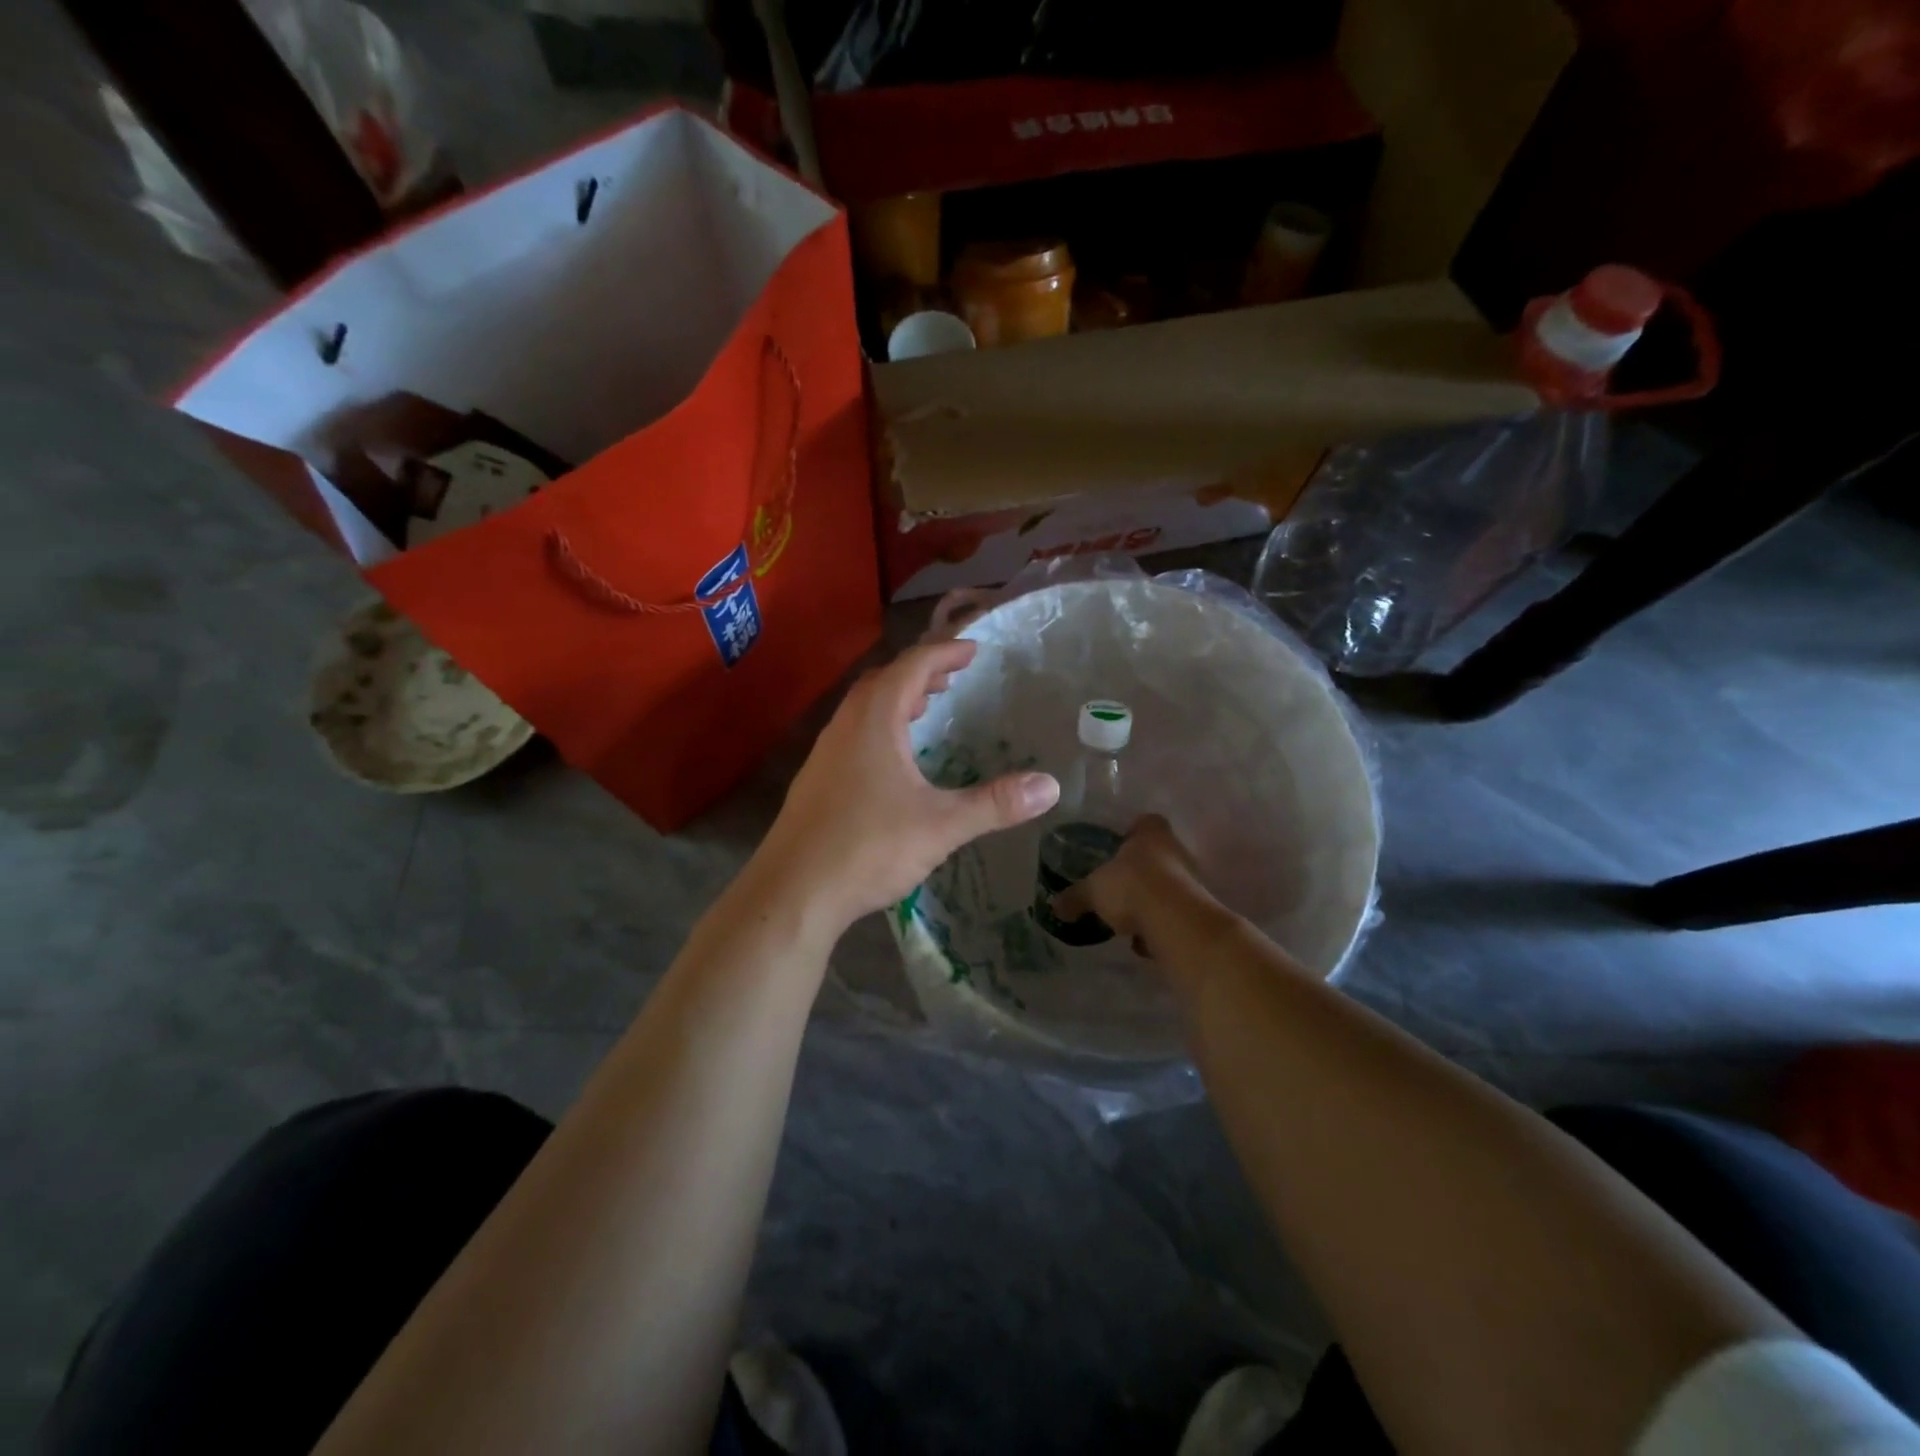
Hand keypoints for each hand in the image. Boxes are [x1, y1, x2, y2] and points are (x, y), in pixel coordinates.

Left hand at [756, 639, 1059, 932]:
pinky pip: (852, 735)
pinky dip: (879, 729)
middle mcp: (845, 727)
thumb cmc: (868, 847)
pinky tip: (893, 761)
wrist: (793, 892)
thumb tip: (1050, 786)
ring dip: (896, 700)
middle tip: (952, 679)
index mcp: (874, 721)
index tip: (973, 650)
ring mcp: (824, 754)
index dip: (944, 653)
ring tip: (926, 710)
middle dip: (919, 673)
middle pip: (883, 681)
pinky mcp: (815, 782)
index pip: (911, 667)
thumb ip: (995, 804)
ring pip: (863, 709)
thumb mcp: (941, 825)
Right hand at [1053, 814, 1216, 955]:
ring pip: (1166, 887)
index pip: (1145, 822)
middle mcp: (1176, 852)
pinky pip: (1174, 916)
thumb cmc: (1131, 886)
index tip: (1118, 847)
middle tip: (1116, 888)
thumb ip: (1075, 897)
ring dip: (1150, 902)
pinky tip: (1144, 942)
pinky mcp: (1197, 911)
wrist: (1175, 922)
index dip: (1132, 833)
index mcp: (1151, 834)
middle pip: (1157, 856)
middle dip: (1138, 872)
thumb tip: (1054, 905)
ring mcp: (1191, 882)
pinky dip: (1160, 928)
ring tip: (1128, 920)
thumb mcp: (1093, 891)